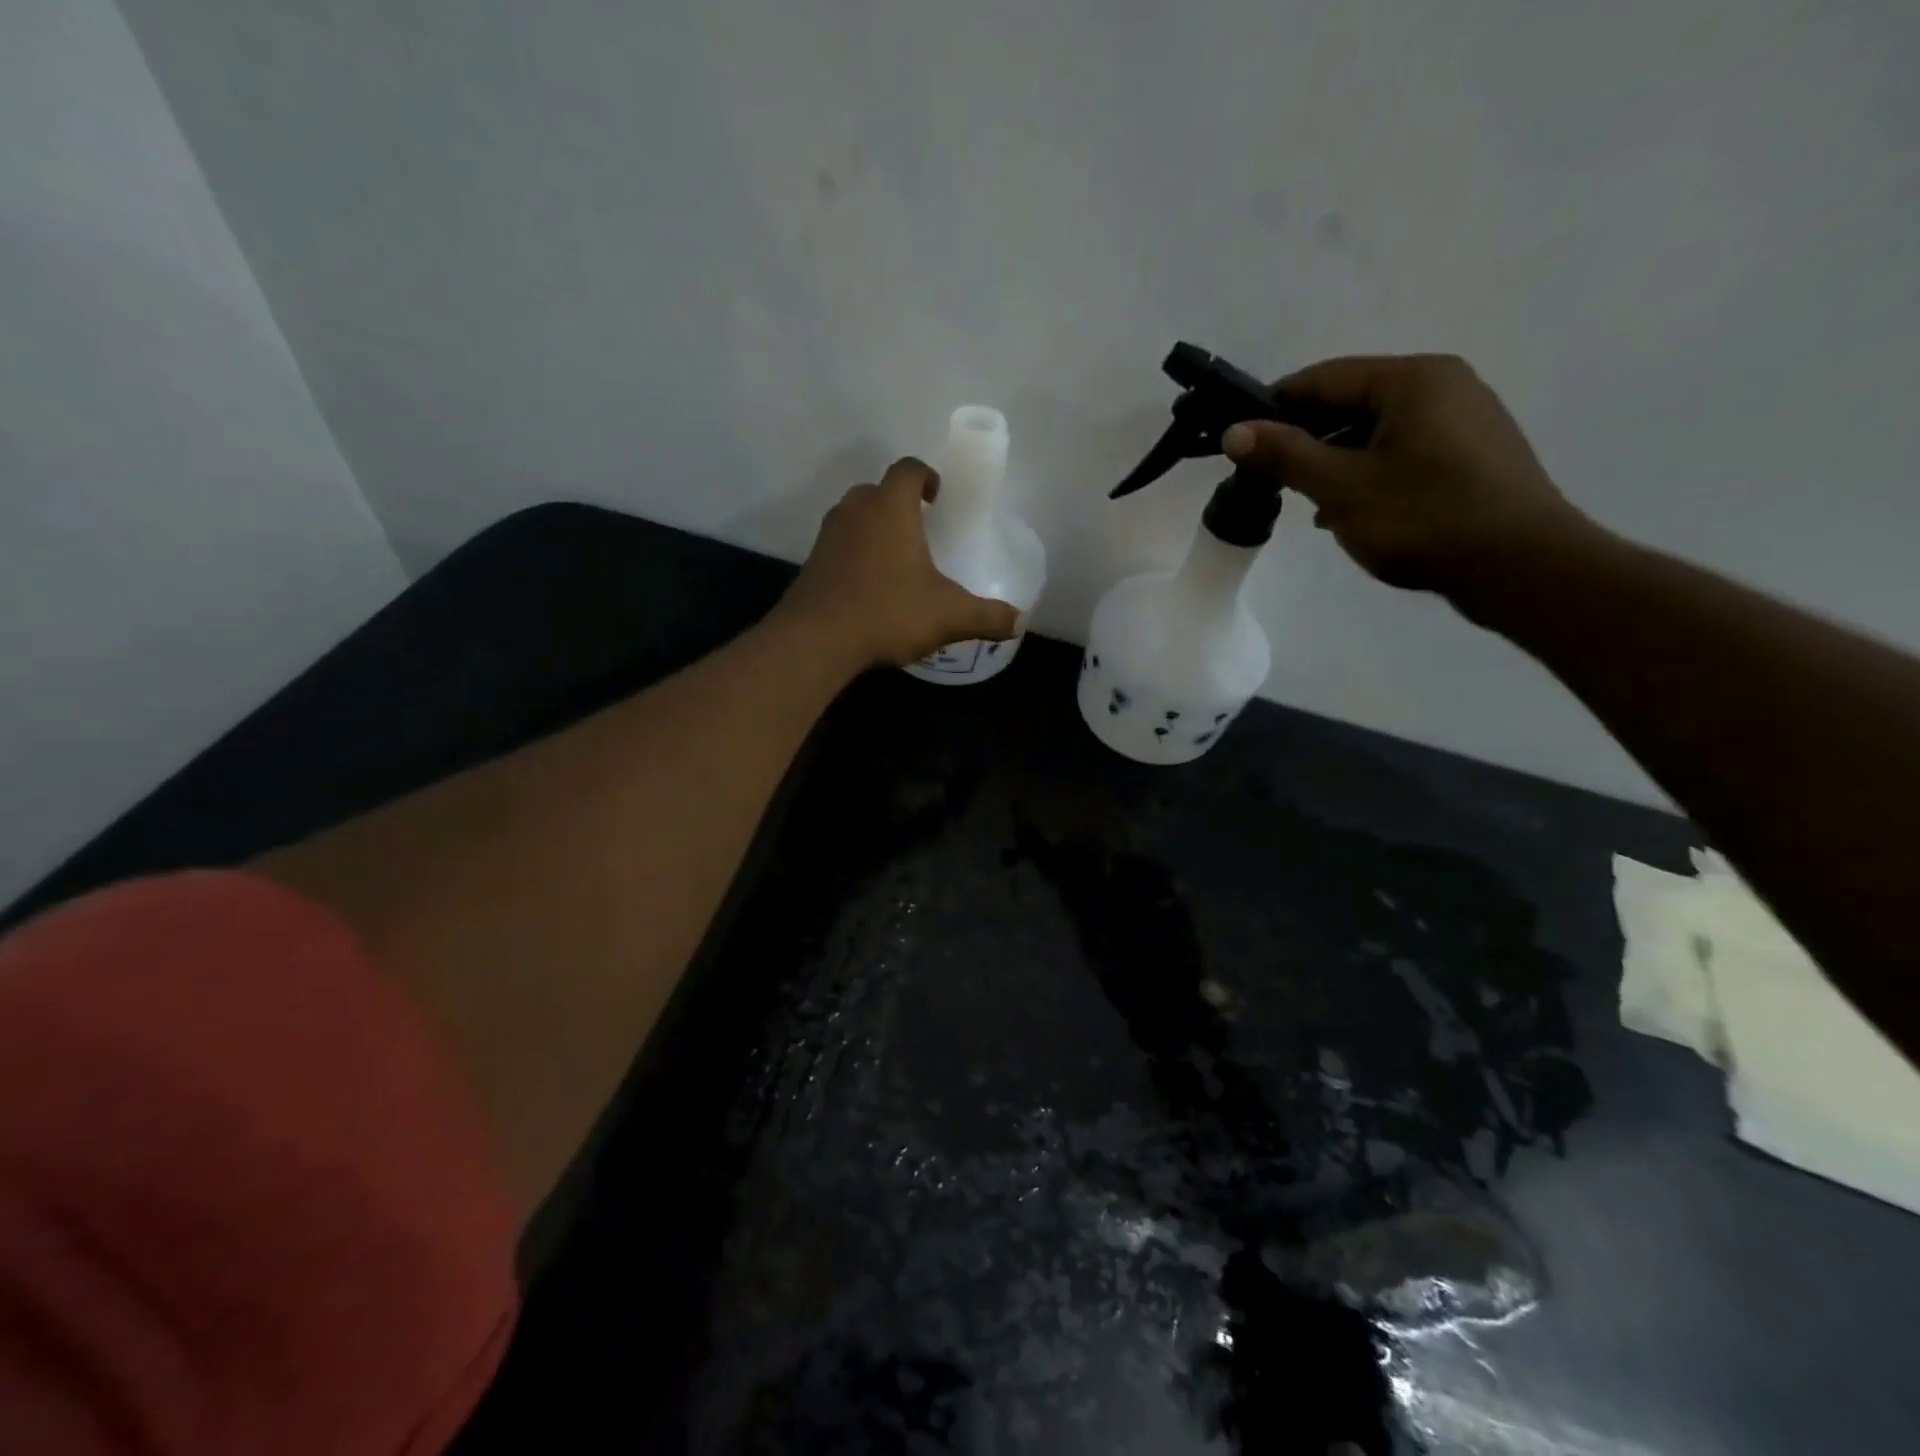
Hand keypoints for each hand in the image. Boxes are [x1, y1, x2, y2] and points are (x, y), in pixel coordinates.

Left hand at [779, 456, 1021, 668]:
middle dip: (898, 503)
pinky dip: (854, 555)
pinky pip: (838, 546)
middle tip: (919, 529)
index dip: (925, 476)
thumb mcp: (948, 616)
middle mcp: (855, 511)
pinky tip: (868, 586)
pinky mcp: (811, 563)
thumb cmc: (888, 612)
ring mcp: (828, 536)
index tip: (937, 496)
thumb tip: (1018, 622)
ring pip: (853, 517)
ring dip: (873, 528)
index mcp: (891, 508)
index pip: (908, 469)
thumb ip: (986, 616)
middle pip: (877, 490)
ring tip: (895, 558)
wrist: (816, 640)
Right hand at [1222, 354, 1602, 600]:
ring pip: (1374, 431)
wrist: (1519, 566)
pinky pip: (1401, 451)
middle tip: (1267, 477)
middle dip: (1303, 438)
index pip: (1322, 378)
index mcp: (1412, 379)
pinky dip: (1366, 473)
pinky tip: (1347, 509)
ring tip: (1303, 499)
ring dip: (1332, 460)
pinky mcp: (1471, 456)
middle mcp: (1443, 386)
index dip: (1273, 408)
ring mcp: (1463, 420)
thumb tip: (1233, 431)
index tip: (1238, 442)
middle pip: (1350, 402)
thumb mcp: (1340, 487)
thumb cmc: (1423, 518)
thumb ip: (1285, 455)